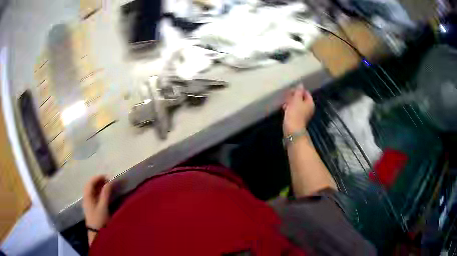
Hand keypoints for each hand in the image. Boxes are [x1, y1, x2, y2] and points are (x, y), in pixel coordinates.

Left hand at [83, 175, 112, 243]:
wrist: (96, 233)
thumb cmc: (99, 219)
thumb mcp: (103, 206)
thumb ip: (105, 194)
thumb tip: (109, 182)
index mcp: (87, 196)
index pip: (90, 183)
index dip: (98, 178)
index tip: (106, 176)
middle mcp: (86, 197)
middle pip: (90, 186)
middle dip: (98, 181)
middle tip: (107, 180)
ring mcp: (88, 202)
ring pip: (92, 190)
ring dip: (98, 186)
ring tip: (107, 185)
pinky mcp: (91, 207)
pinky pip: (94, 195)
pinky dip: (99, 192)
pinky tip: (104, 194)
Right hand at [283, 86, 314, 135]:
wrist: (292, 130)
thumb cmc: (295, 113)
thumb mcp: (296, 100)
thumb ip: (298, 91)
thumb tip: (300, 84)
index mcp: (310, 103)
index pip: (306, 93)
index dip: (298, 90)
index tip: (290, 90)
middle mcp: (308, 108)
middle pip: (302, 99)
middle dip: (294, 96)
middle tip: (286, 96)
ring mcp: (303, 114)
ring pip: (297, 104)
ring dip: (291, 102)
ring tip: (284, 102)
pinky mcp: (297, 118)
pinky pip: (294, 110)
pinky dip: (290, 108)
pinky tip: (284, 108)